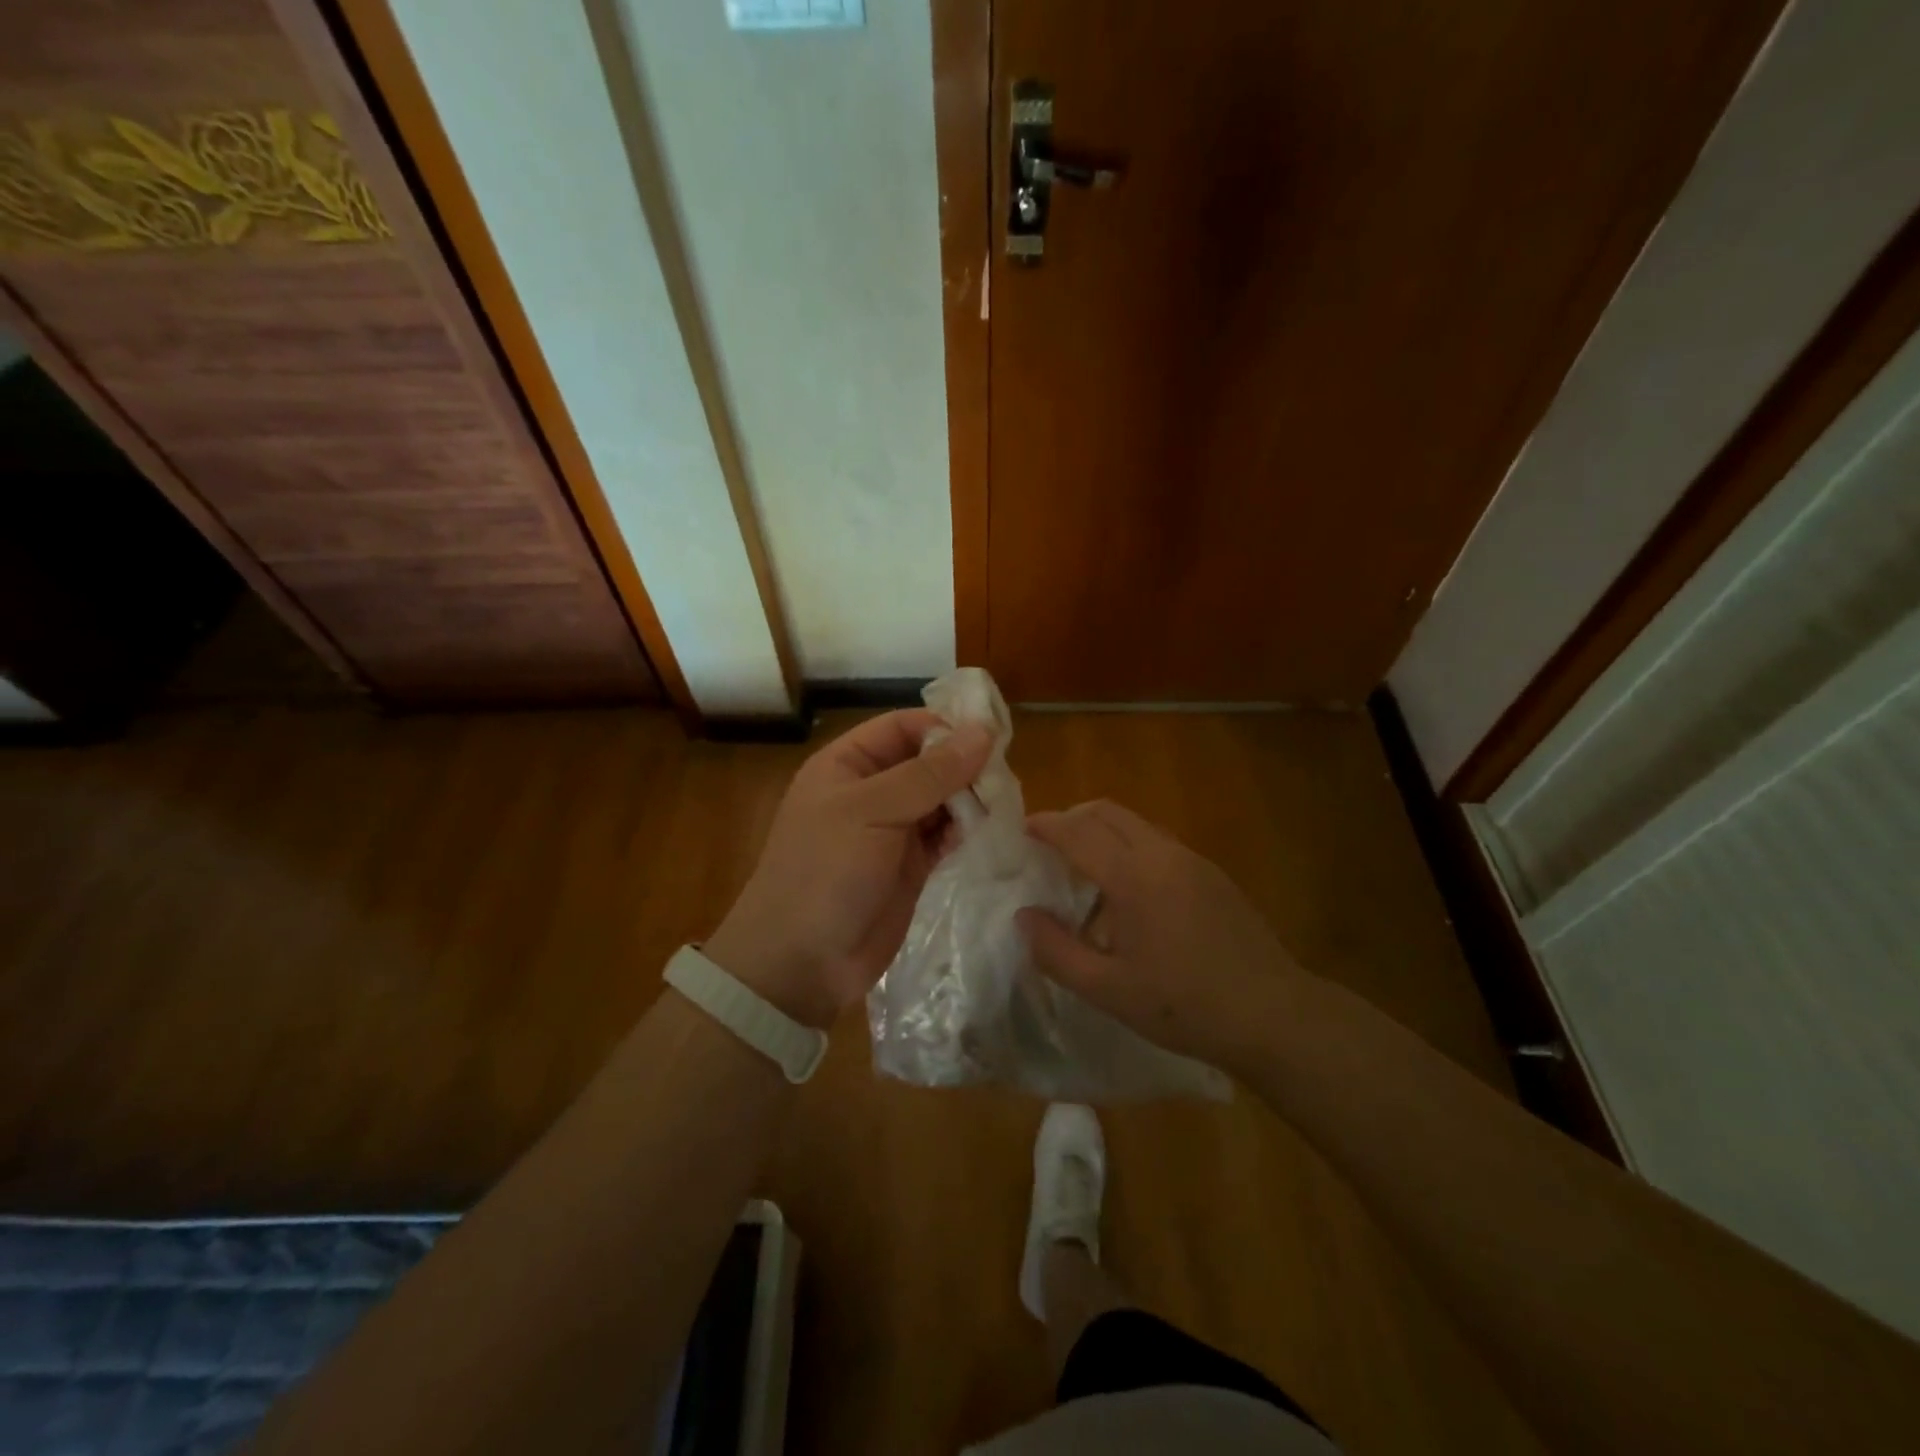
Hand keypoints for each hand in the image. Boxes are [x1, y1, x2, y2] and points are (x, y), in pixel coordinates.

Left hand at [705, 710, 992, 1029]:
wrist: (802, 962)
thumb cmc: (825, 872)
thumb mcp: (872, 812)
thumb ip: (929, 774)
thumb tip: (982, 733)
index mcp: (847, 765)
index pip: (902, 727)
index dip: (942, 727)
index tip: (988, 737)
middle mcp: (871, 791)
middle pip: (927, 762)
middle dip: (962, 766)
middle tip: (1003, 777)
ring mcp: (892, 830)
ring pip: (941, 799)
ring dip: (970, 799)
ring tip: (1002, 804)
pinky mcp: (912, 866)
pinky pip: (946, 835)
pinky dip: (967, 831)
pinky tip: (991, 831)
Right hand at [1017, 800, 1302, 1064]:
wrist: (1273, 1014)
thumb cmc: (1183, 1005)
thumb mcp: (1108, 990)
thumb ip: (1056, 951)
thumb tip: (1024, 916)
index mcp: (1133, 877)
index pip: (1078, 831)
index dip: (1046, 825)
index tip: (1022, 830)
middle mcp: (1162, 854)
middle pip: (1107, 812)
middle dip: (1072, 818)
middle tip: (1048, 845)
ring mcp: (1192, 860)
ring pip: (1135, 823)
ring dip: (1102, 830)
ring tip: (1084, 867)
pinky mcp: (1212, 874)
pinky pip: (1158, 842)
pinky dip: (1130, 846)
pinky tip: (1129, 891)